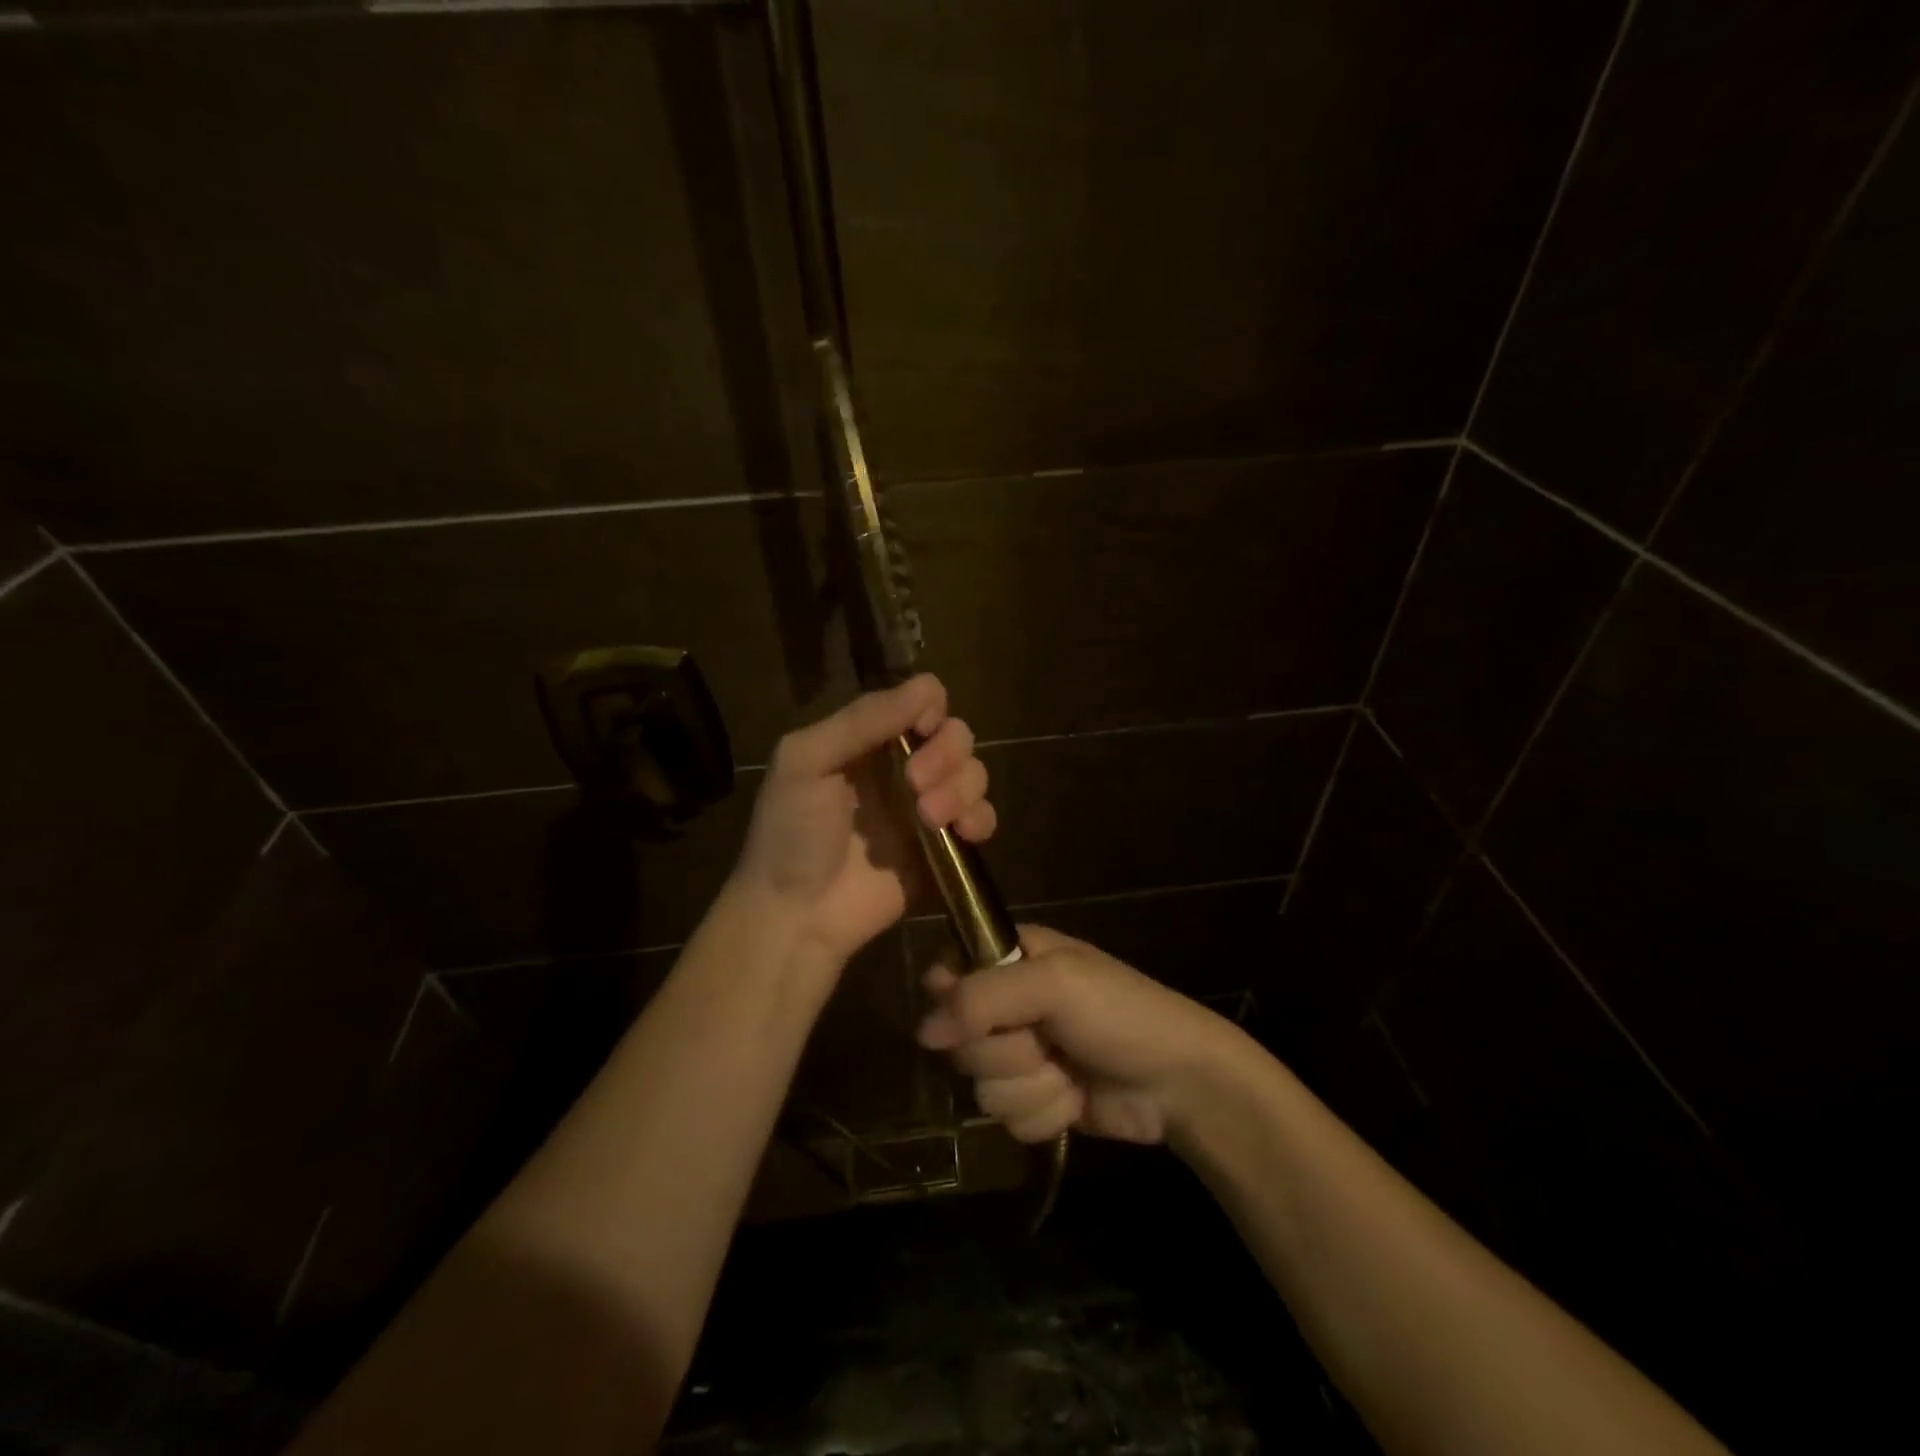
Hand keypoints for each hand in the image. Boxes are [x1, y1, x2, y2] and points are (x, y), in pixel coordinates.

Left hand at [732, 674, 995, 966]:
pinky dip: (981, 818)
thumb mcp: (806, 761)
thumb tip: (926, 687)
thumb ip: (862, 720)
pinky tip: (963, 833)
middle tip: (915, 784)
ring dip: (961, 788)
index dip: (930, 710)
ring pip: (974, 774)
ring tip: (929, 818)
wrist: (797, 915)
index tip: (920, 731)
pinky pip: (983, 818)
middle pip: (956, 734)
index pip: (923, 701)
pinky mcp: (946, 848)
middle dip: (946, 753)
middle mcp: (903, 766)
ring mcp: (927, 807)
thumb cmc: (792, 833)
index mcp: (869, 740)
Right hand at [916, 925, 1240, 1144]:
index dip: (953, 999)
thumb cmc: (1121, 1013)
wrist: (1179, 1081)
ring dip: (1030, 1087)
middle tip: (1046, 1041)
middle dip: (1005, 1052)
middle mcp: (1009, 1003)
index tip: (976, 1016)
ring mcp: (1021, 1055)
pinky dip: (1044, 1114)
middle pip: (960, 1038)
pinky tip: (1074, 1099)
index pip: (947, 972)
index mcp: (1012, 956)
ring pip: (981, 1085)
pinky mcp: (1035, 1099)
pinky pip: (1007, 1119)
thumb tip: (923, 1031)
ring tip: (1068, 1071)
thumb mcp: (1055, 984)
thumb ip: (983, 997)